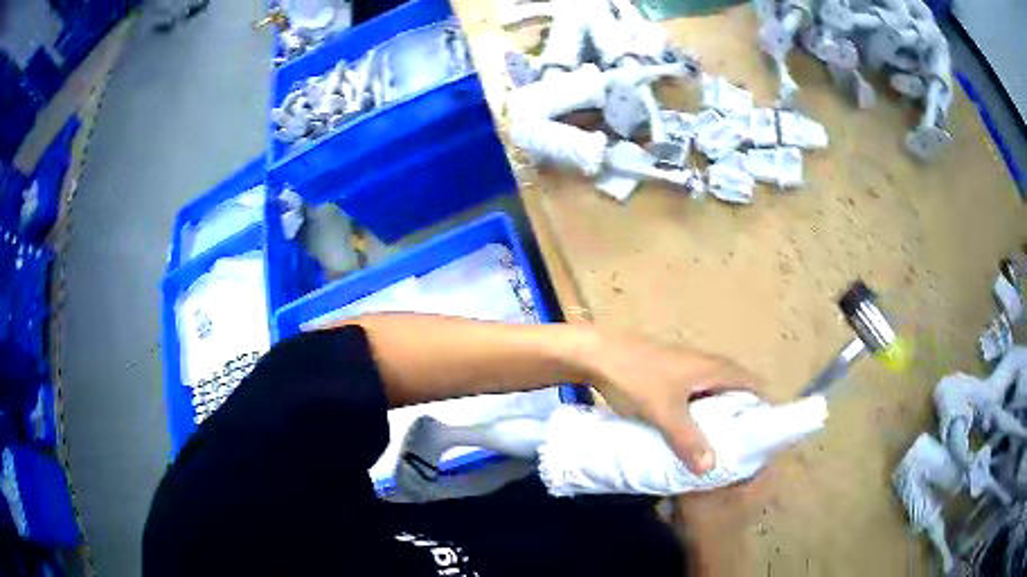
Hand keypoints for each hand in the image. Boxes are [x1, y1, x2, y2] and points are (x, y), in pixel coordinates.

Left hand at [582, 328, 761, 473]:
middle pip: (738, 393)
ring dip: (720, 420)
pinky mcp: (674, 377)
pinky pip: (699, 399)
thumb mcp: (663, 413)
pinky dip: (702, 416)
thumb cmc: (636, 379)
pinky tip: (691, 438)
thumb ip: (688, 440)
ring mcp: (691, 370)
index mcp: (716, 369)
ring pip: (717, 397)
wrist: (597, 355)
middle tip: (739, 452)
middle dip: (741, 421)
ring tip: (718, 451)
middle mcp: (709, 366)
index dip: (762, 411)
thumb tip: (712, 469)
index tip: (760, 442)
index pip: (755, 387)